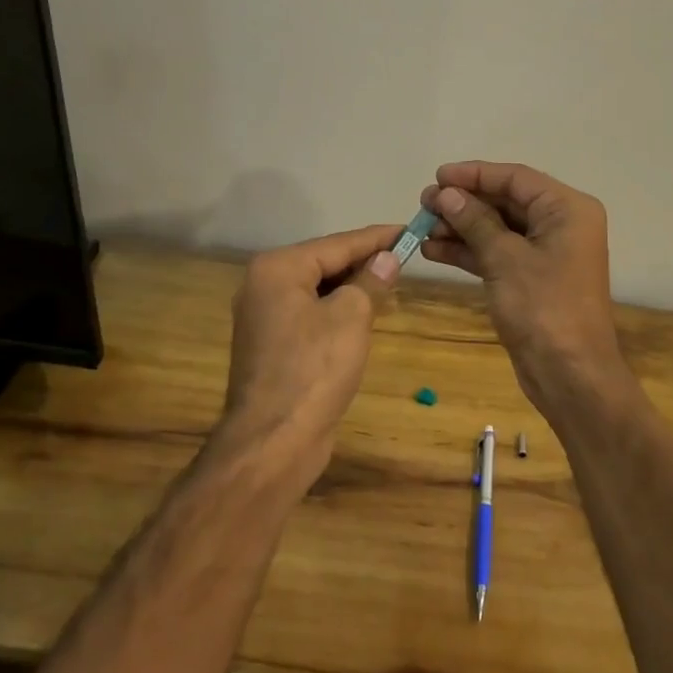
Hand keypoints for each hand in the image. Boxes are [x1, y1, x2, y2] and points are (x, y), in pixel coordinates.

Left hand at [220, 224, 402, 484]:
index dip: (377, 237)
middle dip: (364, 261)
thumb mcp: (351, 316)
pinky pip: (311, 314)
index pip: (337, 243)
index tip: (409, 229)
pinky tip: (364, 314)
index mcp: (278, 268)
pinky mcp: (272, 345)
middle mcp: (264, 285)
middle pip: (324, 263)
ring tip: (391, 280)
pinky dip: (337, 310)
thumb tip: (387, 258)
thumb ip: (371, 280)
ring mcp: (264, 317)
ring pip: (318, 290)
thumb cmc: (314, 369)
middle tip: (405, 255)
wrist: (273, 443)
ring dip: (353, 286)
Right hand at [421, 162, 629, 416]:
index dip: (474, 174)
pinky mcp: (532, 279)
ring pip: (498, 229)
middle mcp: (561, 225)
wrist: (570, 376)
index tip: (437, 176)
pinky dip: (469, 251)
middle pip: (506, 201)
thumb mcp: (505, 258)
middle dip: (464, 203)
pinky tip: (434, 250)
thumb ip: (475, 221)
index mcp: (567, 209)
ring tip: (421, 227)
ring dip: (461, 227)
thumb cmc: (543, 308)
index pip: (516, 178)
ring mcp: (547, 254)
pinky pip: (498, 253)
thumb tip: (447, 194)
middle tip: (424, 203)